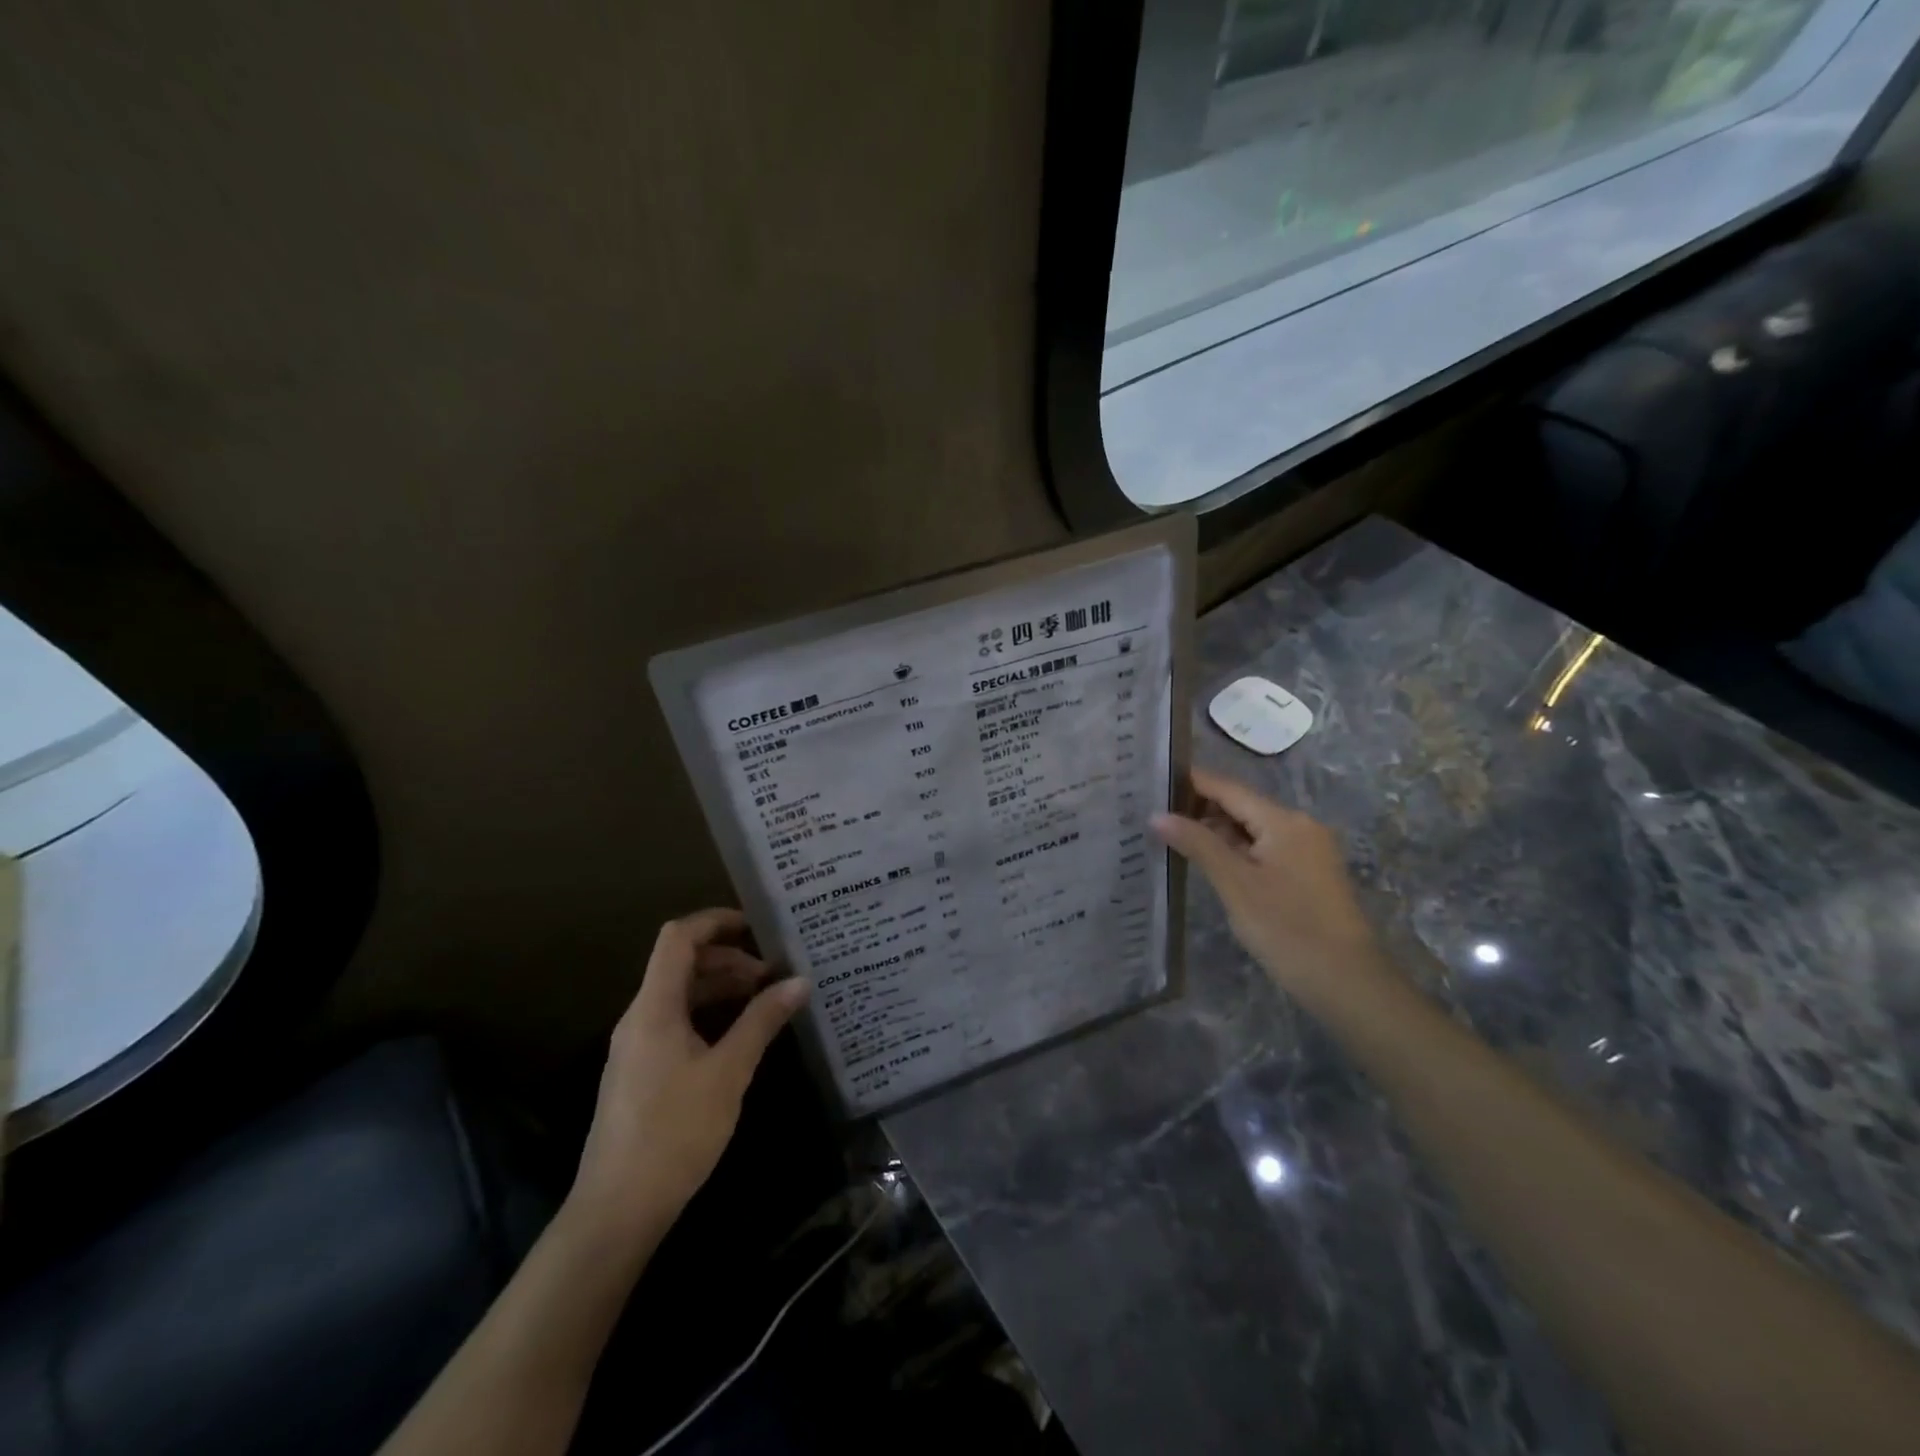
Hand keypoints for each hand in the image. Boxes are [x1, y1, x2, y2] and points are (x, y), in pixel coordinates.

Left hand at [566, 908, 807, 1252]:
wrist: (617, 1210)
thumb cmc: (674, 1133)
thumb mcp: (728, 1072)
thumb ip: (762, 1021)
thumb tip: (799, 980)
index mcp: (654, 1007)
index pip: (678, 937)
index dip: (715, 921)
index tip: (757, 927)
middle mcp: (640, 1017)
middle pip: (681, 964)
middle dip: (728, 959)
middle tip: (773, 975)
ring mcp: (636, 1046)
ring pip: (680, 995)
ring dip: (720, 988)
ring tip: (764, 1002)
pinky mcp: (641, 1071)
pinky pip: (676, 1022)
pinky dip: (709, 1015)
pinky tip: (739, 1036)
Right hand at [1152, 769, 1398, 1017]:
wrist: (1347, 982)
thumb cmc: (1287, 928)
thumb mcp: (1235, 884)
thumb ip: (1197, 844)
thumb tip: (1157, 815)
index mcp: (1283, 821)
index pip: (1229, 788)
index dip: (1191, 782)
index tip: (1154, 779)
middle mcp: (1299, 825)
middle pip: (1242, 805)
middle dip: (1200, 807)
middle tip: (1155, 812)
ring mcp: (1308, 849)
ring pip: (1253, 828)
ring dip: (1217, 831)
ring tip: (1173, 835)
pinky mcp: (1309, 873)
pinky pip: (1265, 847)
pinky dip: (1236, 849)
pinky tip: (1210, 860)